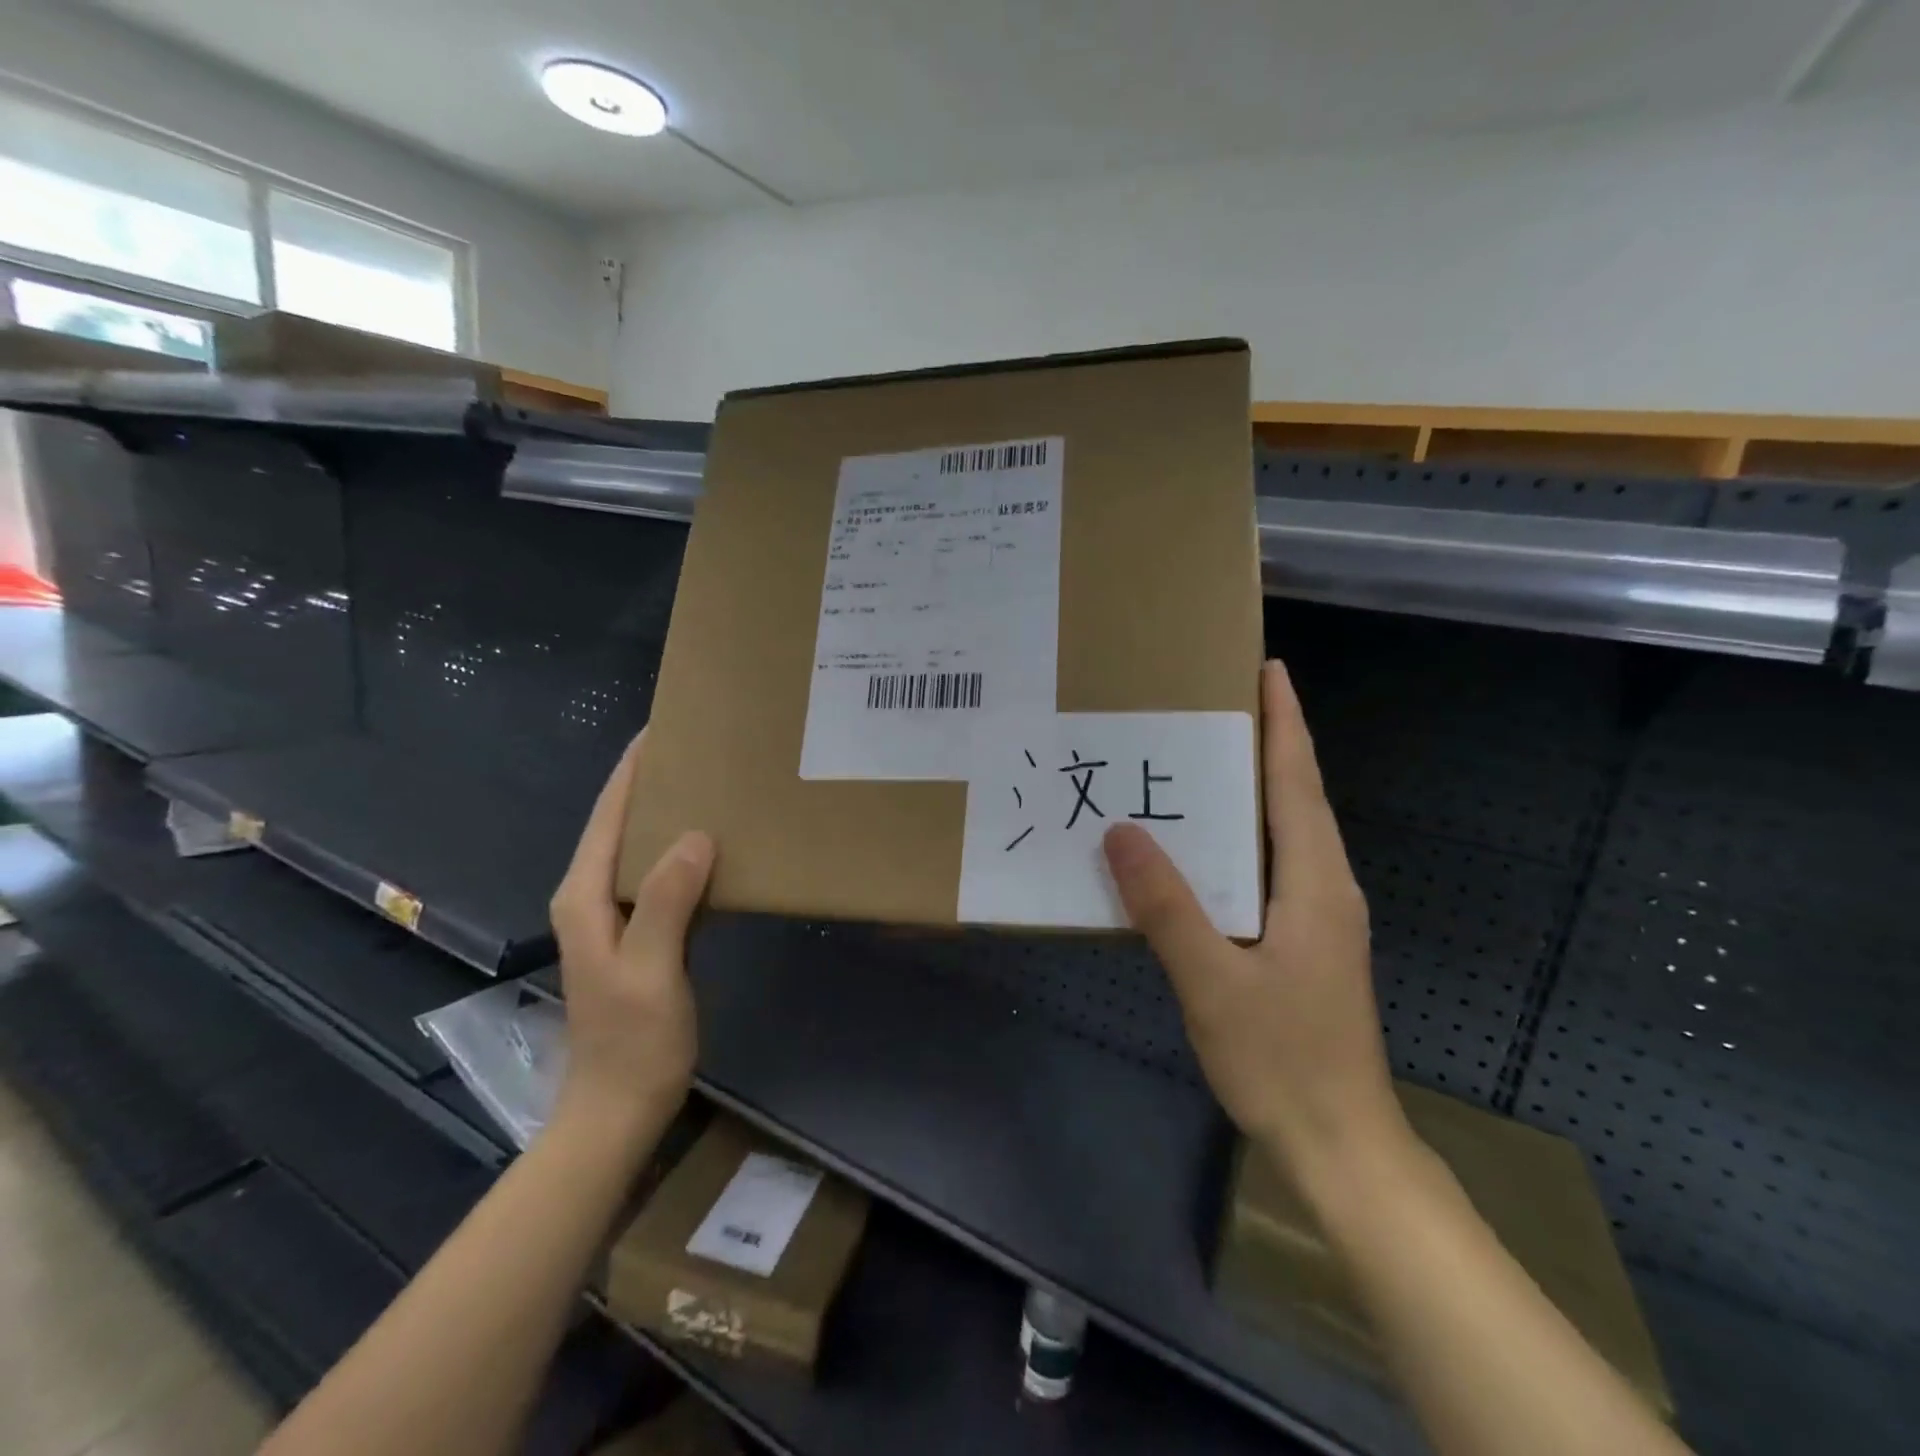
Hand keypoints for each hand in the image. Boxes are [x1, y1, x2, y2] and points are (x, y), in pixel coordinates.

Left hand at [548, 732, 713, 1140]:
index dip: (632, 771)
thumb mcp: (650, 969)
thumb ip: (665, 901)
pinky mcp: (638, 934)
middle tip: (701, 751)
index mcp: (584, 897)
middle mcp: (591, 897)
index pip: (607, 817)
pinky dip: (683, 854)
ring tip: (712, 785)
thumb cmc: (633, 1041)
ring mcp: (614, 917)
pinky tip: (715, 847)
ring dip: (669, 817)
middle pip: (620, 825)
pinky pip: (660, 877)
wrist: (619, 1108)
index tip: (663, 729)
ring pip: (640, 850)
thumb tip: (696, 835)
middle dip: (653, 784)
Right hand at [1102, 661, 1408, 1178]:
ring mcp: (1318, 916)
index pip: (1298, 781)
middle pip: (1296, 796)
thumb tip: (1120, 832)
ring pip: (1283, 832)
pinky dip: (1239, 837)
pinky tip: (1198, 846)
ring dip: (1251, 788)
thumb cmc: (1283, 1061)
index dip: (1285, 722)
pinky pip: (1269, 867)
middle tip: (1210, 703)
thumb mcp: (1212, 982)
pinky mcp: (1303, 941)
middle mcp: (1324, 885)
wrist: (1340, 1146)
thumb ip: (1167, 906)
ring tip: (1196, 758)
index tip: (1268, 668)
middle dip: (1265, 742)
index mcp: (1314, 881)